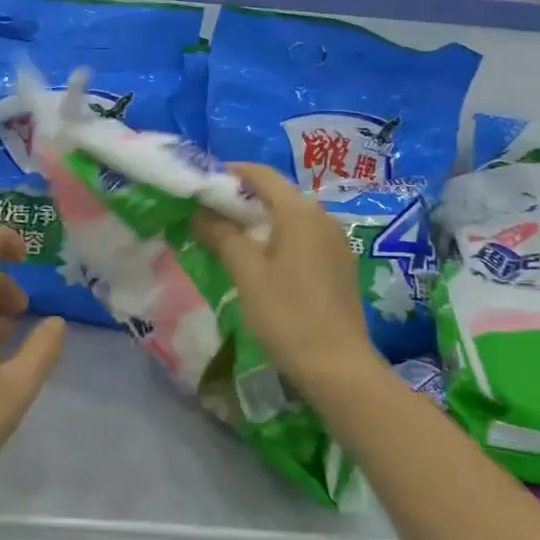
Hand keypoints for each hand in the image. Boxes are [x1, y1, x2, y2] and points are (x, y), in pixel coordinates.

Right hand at [193, 163, 383, 399]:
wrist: (338, 366)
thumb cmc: (287, 314)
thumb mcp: (247, 273)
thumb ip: (222, 236)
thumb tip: (200, 212)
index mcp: (300, 212)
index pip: (261, 175)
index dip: (230, 173)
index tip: (202, 183)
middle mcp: (322, 217)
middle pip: (277, 195)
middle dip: (242, 199)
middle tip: (208, 214)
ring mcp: (336, 241)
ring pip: (290, 218)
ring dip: (259, 221)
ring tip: (229, 239)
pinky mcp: (340, 264)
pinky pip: (304, 238)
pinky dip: (278, 239)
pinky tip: (261, 261)